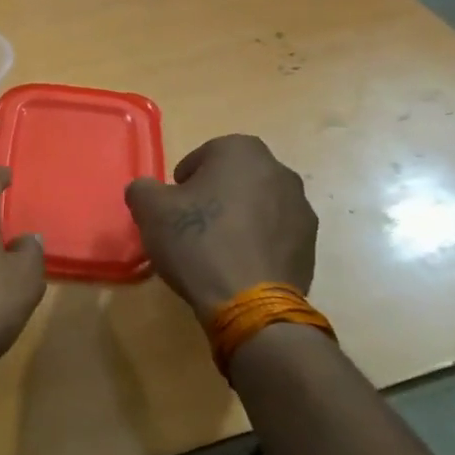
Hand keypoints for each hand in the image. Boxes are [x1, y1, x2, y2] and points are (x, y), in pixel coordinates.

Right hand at [125, 135, 317, 319]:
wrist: (249, 302)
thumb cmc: (197, 241)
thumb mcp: (149, 209)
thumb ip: (143, 188)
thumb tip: (147, 190)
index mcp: (242, 152)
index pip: (207, 153)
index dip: (186, 178)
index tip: (174, 203)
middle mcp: (280, 171)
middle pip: (237, 178)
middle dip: (216, 194)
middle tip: (193, 223)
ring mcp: (301, 208)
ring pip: (260, 205)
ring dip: (240, 218)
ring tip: (217, 248)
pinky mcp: (311, 245)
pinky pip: (276, 234)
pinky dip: (258, 243)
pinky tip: (238, 266)